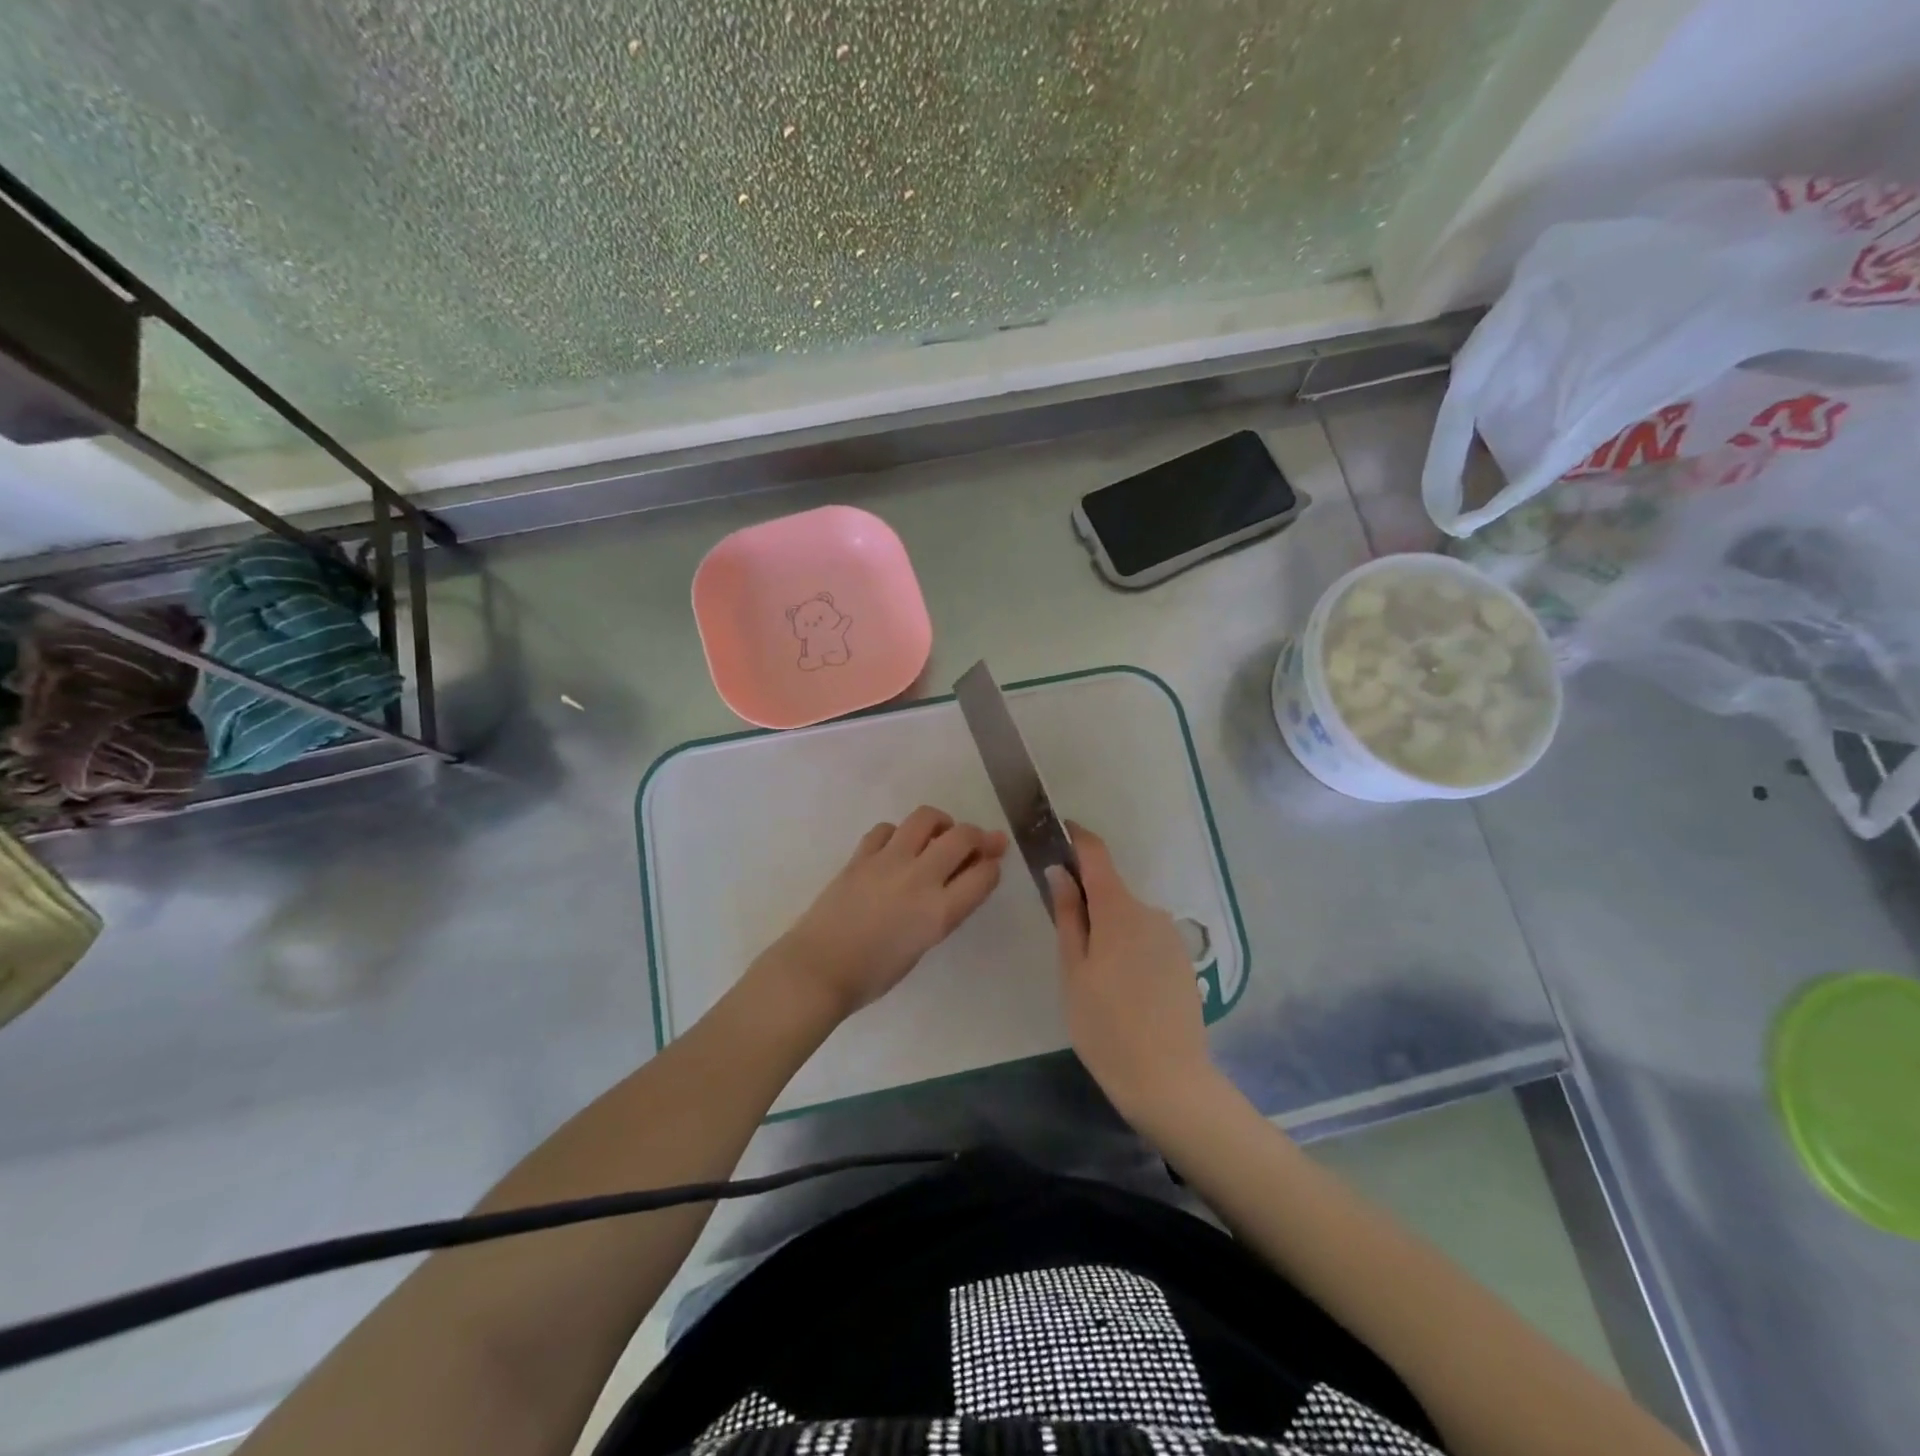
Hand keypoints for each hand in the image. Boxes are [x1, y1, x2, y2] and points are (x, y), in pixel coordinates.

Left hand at [770, 805, 1007, 1019]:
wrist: (818, 970)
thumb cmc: (873, 974)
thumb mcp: (922, 945)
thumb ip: (943, 911)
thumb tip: (954, 884)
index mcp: (939, 912)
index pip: (983, 875)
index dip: (992, 865)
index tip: (991, 864)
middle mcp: (919, 878)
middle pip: (961, 837)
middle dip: (979, 836)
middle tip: (980, 842)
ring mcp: (888, 861)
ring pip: (925, 818)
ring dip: (940, 823)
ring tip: (939, 835)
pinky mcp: (861, 855)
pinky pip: (887, 829)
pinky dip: (898, 833)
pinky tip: (897, 847)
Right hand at [1049, 822, 1214, 1124]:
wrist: (1169, 1079)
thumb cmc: (1105, 1025)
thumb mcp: (1074, 970)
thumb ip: (1068, 915)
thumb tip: (1060, 872)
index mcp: (1118, 910)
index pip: (1097, 854)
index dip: (1077, 838)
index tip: (1058, 833)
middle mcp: (1150, 912)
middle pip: (1111, 890)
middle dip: (1086, 899)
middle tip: (1063, 938)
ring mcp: (1171, 937)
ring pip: (1128, 917)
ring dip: (1108, 927)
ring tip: (1093, 976)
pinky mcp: (1182, 960)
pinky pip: (1146, 938)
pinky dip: (1128, 947)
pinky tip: (1122, 989)